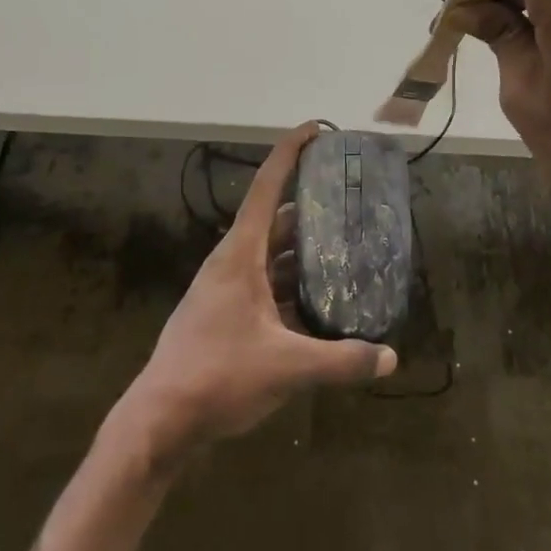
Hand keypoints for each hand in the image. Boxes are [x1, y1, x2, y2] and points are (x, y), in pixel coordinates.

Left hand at [110, 123, 397, 465]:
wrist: (160, 420)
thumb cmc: (218, 376)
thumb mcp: (287, 367)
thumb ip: (341, 361)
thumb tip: (390, 357)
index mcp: (240, 254)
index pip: (266, 187)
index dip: (290, 153)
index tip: (315, 129)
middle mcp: (232, 263)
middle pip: (276, 222)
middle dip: (311, 208)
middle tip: (351, 202)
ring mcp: (226, 290)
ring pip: (272, 257)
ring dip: (304, 253)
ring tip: (347, 250)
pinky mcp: (226, 315)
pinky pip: (266, 286)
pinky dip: (293, 287)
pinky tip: (321, 303)